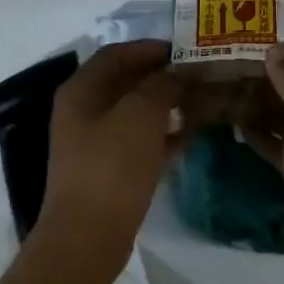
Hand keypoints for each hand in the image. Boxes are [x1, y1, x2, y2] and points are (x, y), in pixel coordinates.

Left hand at [41, 40, 184, 256]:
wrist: (89, 235)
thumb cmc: (112, 166)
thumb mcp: (141, 115)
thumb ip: (162, 85)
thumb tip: (178, 72)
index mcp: (82, 89)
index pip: (117, 53)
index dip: (151, 48)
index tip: (187, 50)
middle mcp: (83, 110)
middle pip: (126, 82)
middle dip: (163, 77)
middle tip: (200, 76)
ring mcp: (93, 141)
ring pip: (135, 112)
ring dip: (166, 105)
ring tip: (202, 102)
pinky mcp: (107, 169)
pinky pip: (138, 140)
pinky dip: (162, 133)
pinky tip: (190, 135)